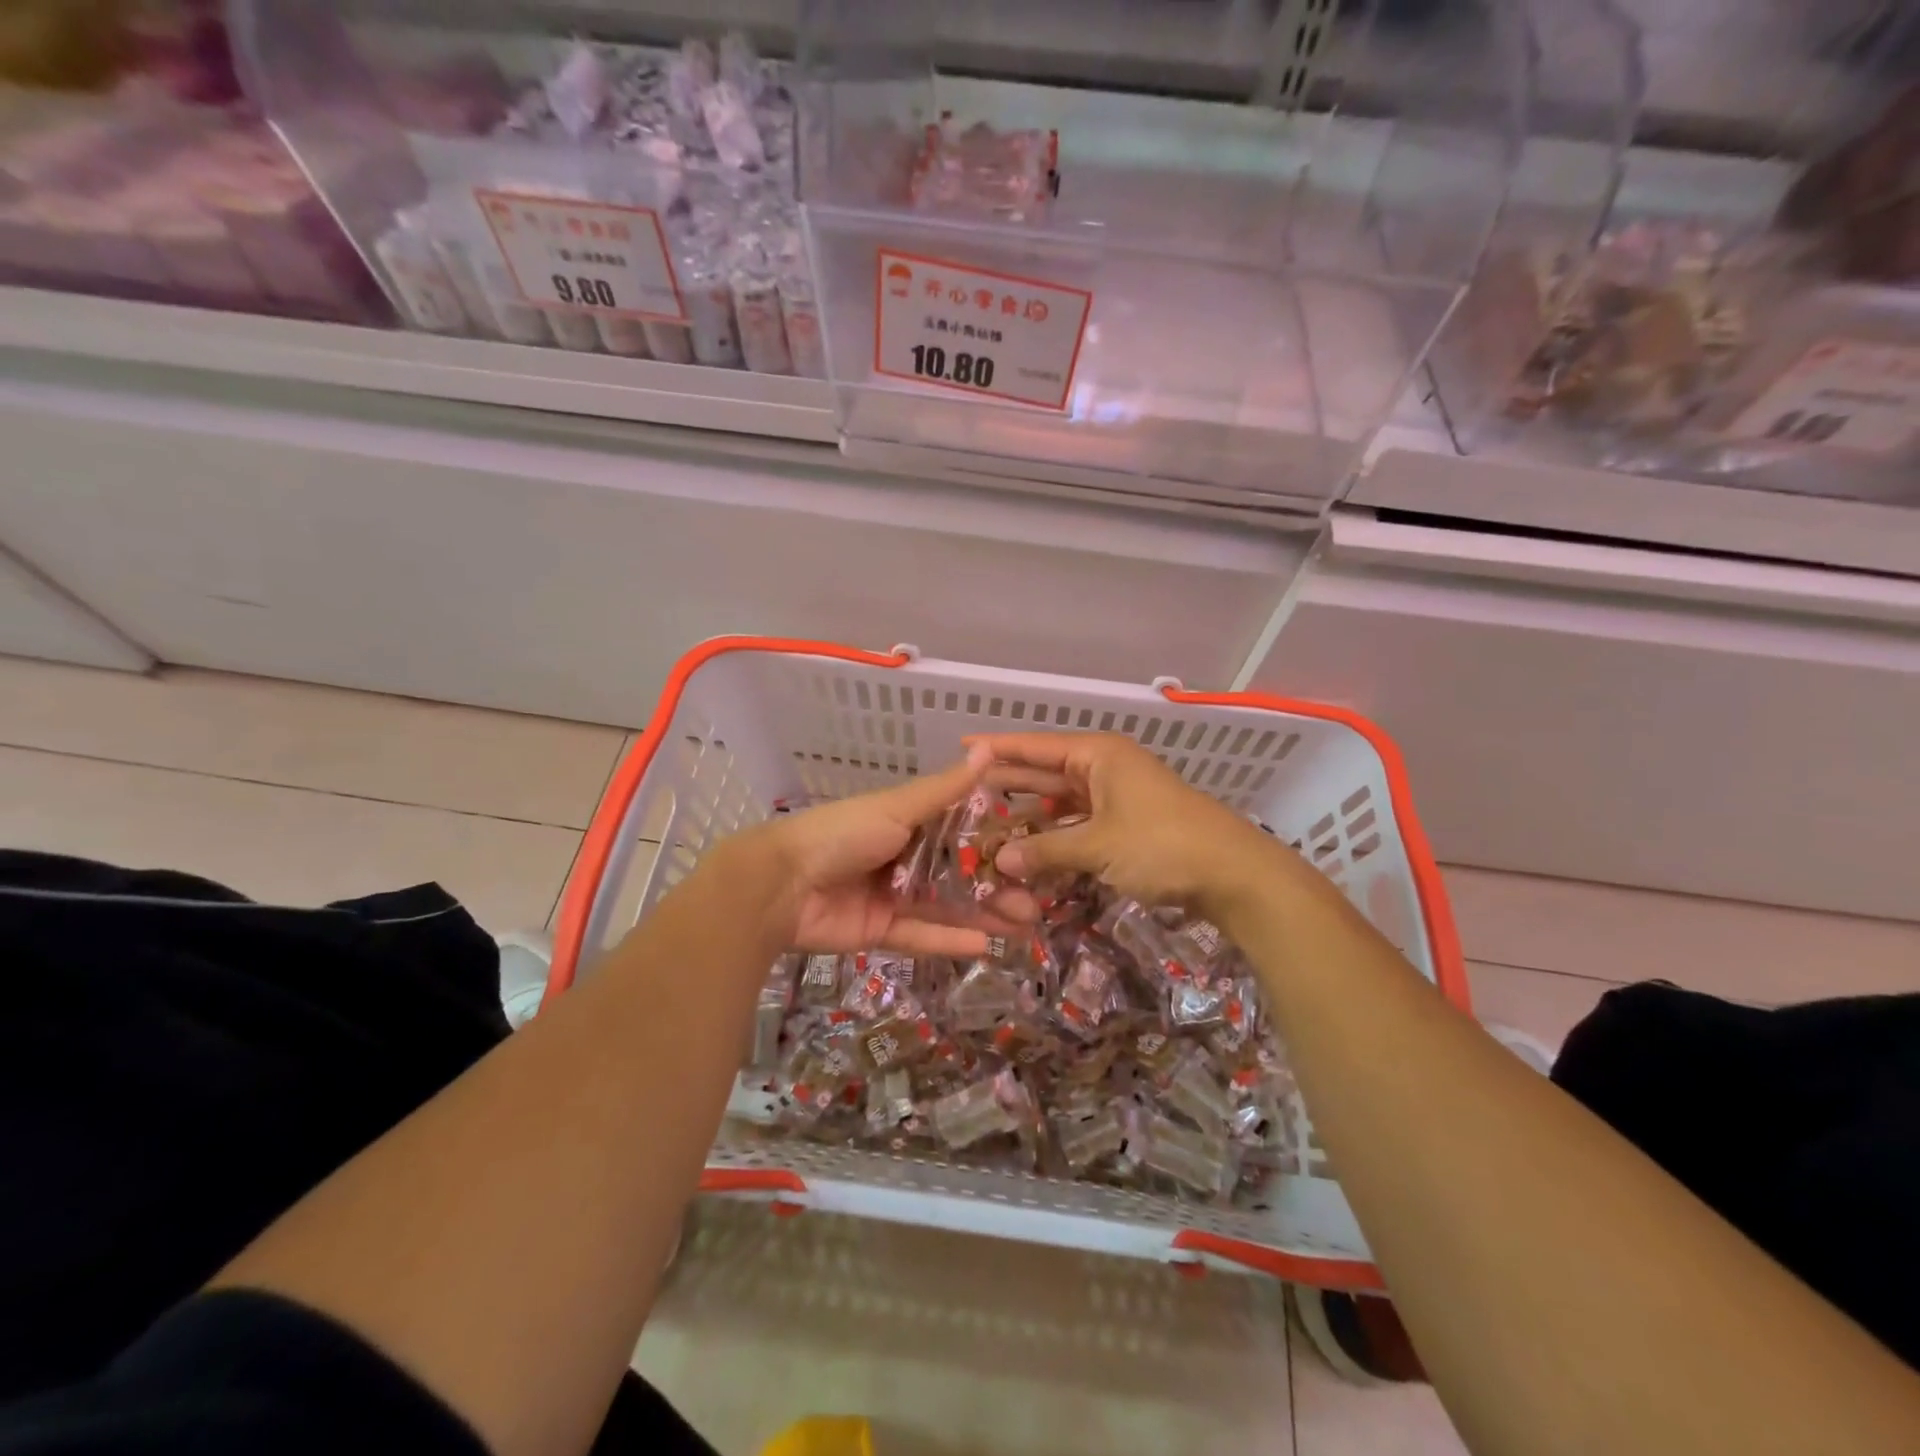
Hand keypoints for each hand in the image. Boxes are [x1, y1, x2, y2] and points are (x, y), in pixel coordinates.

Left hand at [747, 744, 1034, 956]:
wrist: (780, 884)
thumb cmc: (843, 834)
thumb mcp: (897, 807)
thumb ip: (945, 790)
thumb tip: (987, 749)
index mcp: (906, 822)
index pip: (960, 832)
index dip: (994, 843)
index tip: (1031, 852)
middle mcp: (903, 857)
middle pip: (958, 874)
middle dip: (996, 887)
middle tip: (1037, 902)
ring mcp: (892, 895)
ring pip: (946, 907)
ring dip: (983, 915)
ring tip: (1024, 925)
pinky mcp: (880, 930)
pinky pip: (921, 936)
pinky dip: (950, 940)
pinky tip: (986, 945)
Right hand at [976, 732, 1300, 924]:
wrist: (1233, 875)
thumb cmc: (1162, 845)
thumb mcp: (1098, 846)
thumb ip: (1045, 850)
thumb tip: (1000, 861)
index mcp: (1097, 755)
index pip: (1035, 746)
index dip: (997, 748)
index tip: (962, 748)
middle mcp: (1104, 768)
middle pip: (1045, 772)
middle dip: (1008, 784)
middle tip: (963, 794)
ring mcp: (1117, 798)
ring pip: (1061, 802)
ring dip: (1030, 816)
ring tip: (987, 826)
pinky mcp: (1126, 826)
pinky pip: (1078, 825)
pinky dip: (1055, 837)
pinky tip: (1029, 851)